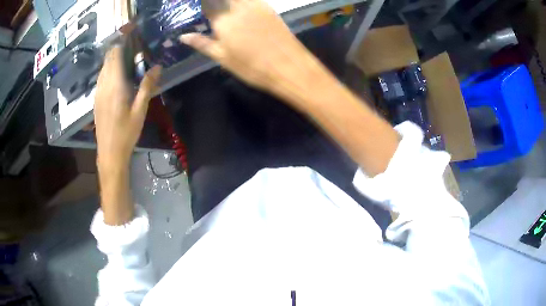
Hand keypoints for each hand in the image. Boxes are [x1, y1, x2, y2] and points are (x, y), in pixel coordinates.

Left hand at [94, 46, 160, 224]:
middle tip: (134, 51)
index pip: (114, 54)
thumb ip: (147, 86)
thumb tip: (157, 66)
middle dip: (119, 50)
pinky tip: (118, 79)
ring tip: (127, 63)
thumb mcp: (140, 110)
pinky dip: (109, 72)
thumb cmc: (126, 133)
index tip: (133, 38)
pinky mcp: (96, 99)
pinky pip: (101, 78)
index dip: (122, 43)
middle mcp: (103, 85)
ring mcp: (97, 92)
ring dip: (113, 61)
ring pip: (103, 68)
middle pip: (108, 59)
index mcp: (115, 85)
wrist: (109, 153)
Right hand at [179, 0, 315, 91]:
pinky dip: (242, 3)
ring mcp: (254, 5)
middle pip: (221, 0)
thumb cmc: (252, 67)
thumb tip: (183, 36)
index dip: (203, 5)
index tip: (202, 10)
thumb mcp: (223, 58)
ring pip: (236, 0)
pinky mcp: (268, 7)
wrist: (288, 66)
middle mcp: (237, 7)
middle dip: (215, 4)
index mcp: (222, 20)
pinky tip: (240, 8)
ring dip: (228, 4)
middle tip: (213, 12)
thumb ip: (202, 44)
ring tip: (223, 9)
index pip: (207, 4)